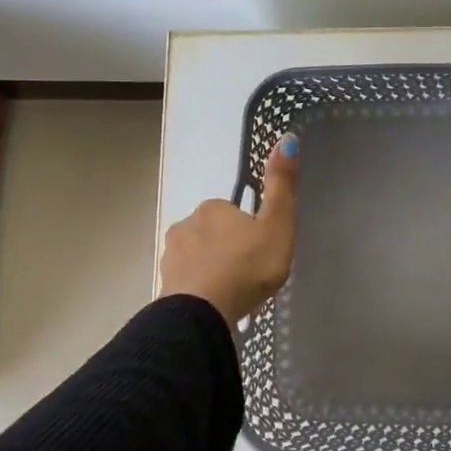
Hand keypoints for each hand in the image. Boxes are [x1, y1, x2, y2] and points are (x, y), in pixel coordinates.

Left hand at [158, 134, 298, 322]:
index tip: (261, 250)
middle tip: (249, 272)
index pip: (234, 212)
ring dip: (213, 268)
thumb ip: (282, 186)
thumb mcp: (277, 225)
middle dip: (228, 248)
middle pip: (213, 233)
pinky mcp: (165, 285)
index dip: (250, 230)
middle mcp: (186, 224)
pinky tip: (215, 304)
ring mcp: (171, 256)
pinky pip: (188, 281)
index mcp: (213, 208)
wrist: (203, 313)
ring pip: (198, 257)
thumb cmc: (247, 266)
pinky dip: (200, 288)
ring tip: (233, 291)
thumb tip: (286, 138)